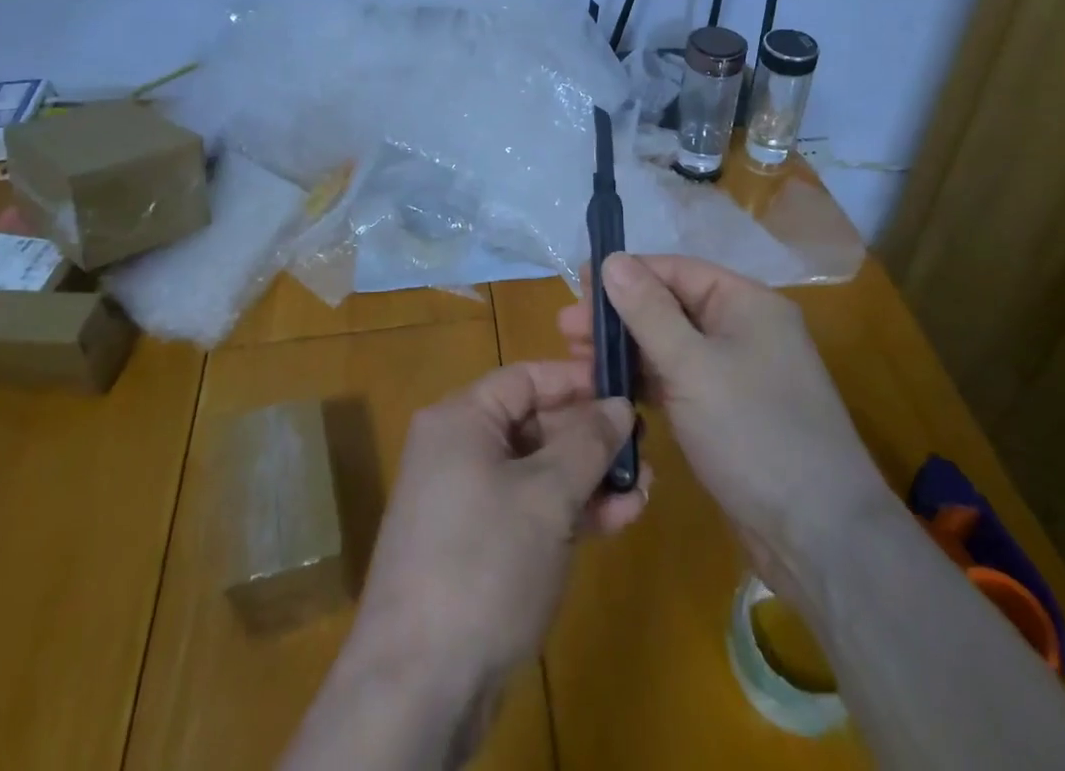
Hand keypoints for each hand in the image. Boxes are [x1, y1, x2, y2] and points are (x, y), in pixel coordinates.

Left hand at [302, 359, 647, 767]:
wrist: (419, 686)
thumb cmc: (485, 563)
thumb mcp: (547, 495)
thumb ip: (588, 443)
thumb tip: (619, 404)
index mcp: (461, 419)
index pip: (526, 378)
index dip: (578, 382)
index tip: (627, 391)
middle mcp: (458, 450)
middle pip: (534, 424)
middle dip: (591, 438)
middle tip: (645, 450)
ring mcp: (466, 501)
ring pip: (537, 471)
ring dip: (589, 478)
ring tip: (643, 489)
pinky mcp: (476, 547)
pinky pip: (528, 509)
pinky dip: (569, 511)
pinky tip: (617, 519)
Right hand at [559, 253, 885, 607]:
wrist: (819, 537)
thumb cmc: (753, 433)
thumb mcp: (692, 366)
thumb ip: (648, 311)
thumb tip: (612, 259)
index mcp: (746, 303)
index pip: (676, 271)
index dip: (626, 275)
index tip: (577, 287)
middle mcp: (744, 329)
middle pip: (670, 306)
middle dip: (619, 317)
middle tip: (566, 333)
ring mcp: (738, 372)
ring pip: (670, 346)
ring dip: (626, 351)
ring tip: (577, 362)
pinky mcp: (728, 412)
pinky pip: (679, 380)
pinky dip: (646, 381)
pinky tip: (611, 389)